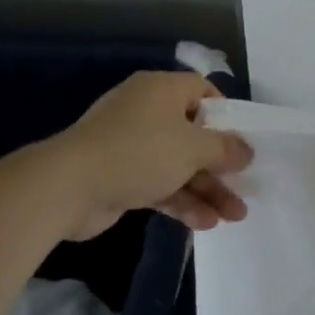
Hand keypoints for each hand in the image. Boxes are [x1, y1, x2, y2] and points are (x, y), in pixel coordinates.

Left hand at [49, 72, 253, 239]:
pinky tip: (205, 223)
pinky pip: (160, 184)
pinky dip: (182, 200)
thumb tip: (247, 151)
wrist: (67, 187)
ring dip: (207, 189)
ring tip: (234, 216)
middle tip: (245, 186)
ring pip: (179, 165)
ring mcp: (131, 146)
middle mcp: (146, 112)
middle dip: (221, 165)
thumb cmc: (139, 152)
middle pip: (194, 135)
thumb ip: (225, 149)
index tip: (242, 138)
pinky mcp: (120, 176)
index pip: (202, 90)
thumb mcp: (193, 147)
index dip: (226, 113)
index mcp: (161, 90)